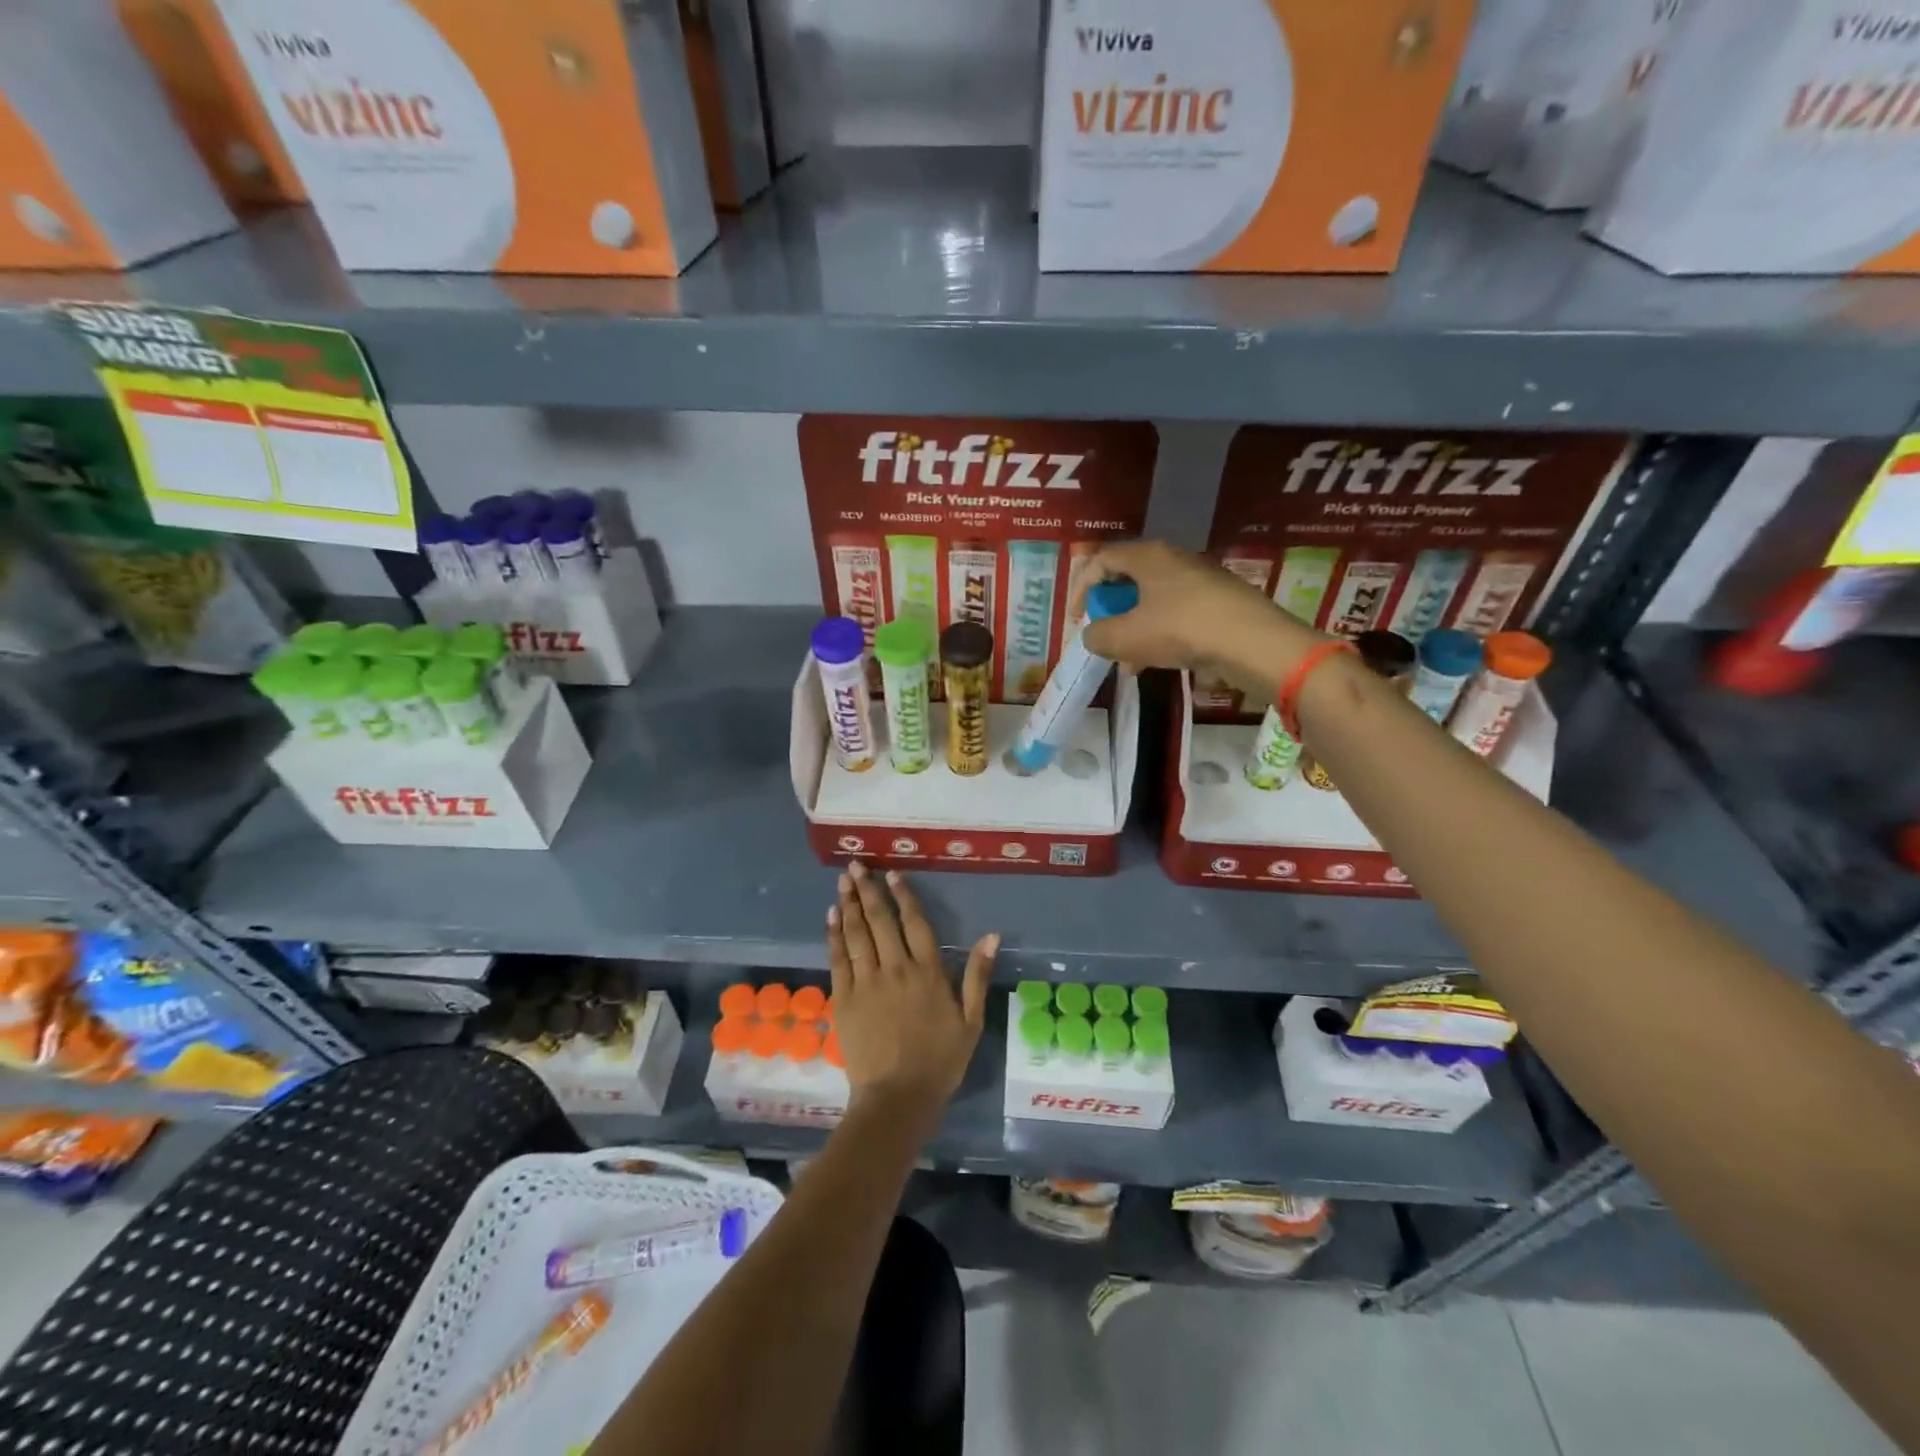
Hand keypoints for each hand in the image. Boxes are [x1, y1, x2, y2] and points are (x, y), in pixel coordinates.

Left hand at [826, 864, 997, 1128]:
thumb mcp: (971, 1021)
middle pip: (880, 921)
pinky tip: (832, 916)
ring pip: (857, 934)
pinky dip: (834, 935)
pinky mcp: (845, 998)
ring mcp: (867, 982)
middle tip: (856, 865)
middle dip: (869, 890)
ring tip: (844, 881)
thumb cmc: (940, 1061)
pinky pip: (838, 958)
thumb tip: (991, 935)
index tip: (892, 874)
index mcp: (928, 972)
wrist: (897, 1098)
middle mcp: (896, 968)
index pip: (914, 923)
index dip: (903, 896)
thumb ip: (977, 975)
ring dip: (850, 904)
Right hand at [1074, 539, 1324, 683]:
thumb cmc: (1182, 630)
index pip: (1102, 560)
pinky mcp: (1218, 602)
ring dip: (1134, 630)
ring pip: (1153, 601)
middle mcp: (1174, 559)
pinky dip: (1160, 635)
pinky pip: (1176, 614)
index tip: (1076, 619)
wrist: (1254, 642)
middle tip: (1104, 638)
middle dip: (1111, 613)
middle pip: (1129, 580)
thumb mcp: (1126, 638)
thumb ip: (1098, 635)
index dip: (1081, 588)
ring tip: (1128, 663)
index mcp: (1148, 556)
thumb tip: (1093, 635)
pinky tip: (1158, 664)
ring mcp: (1200, 580)